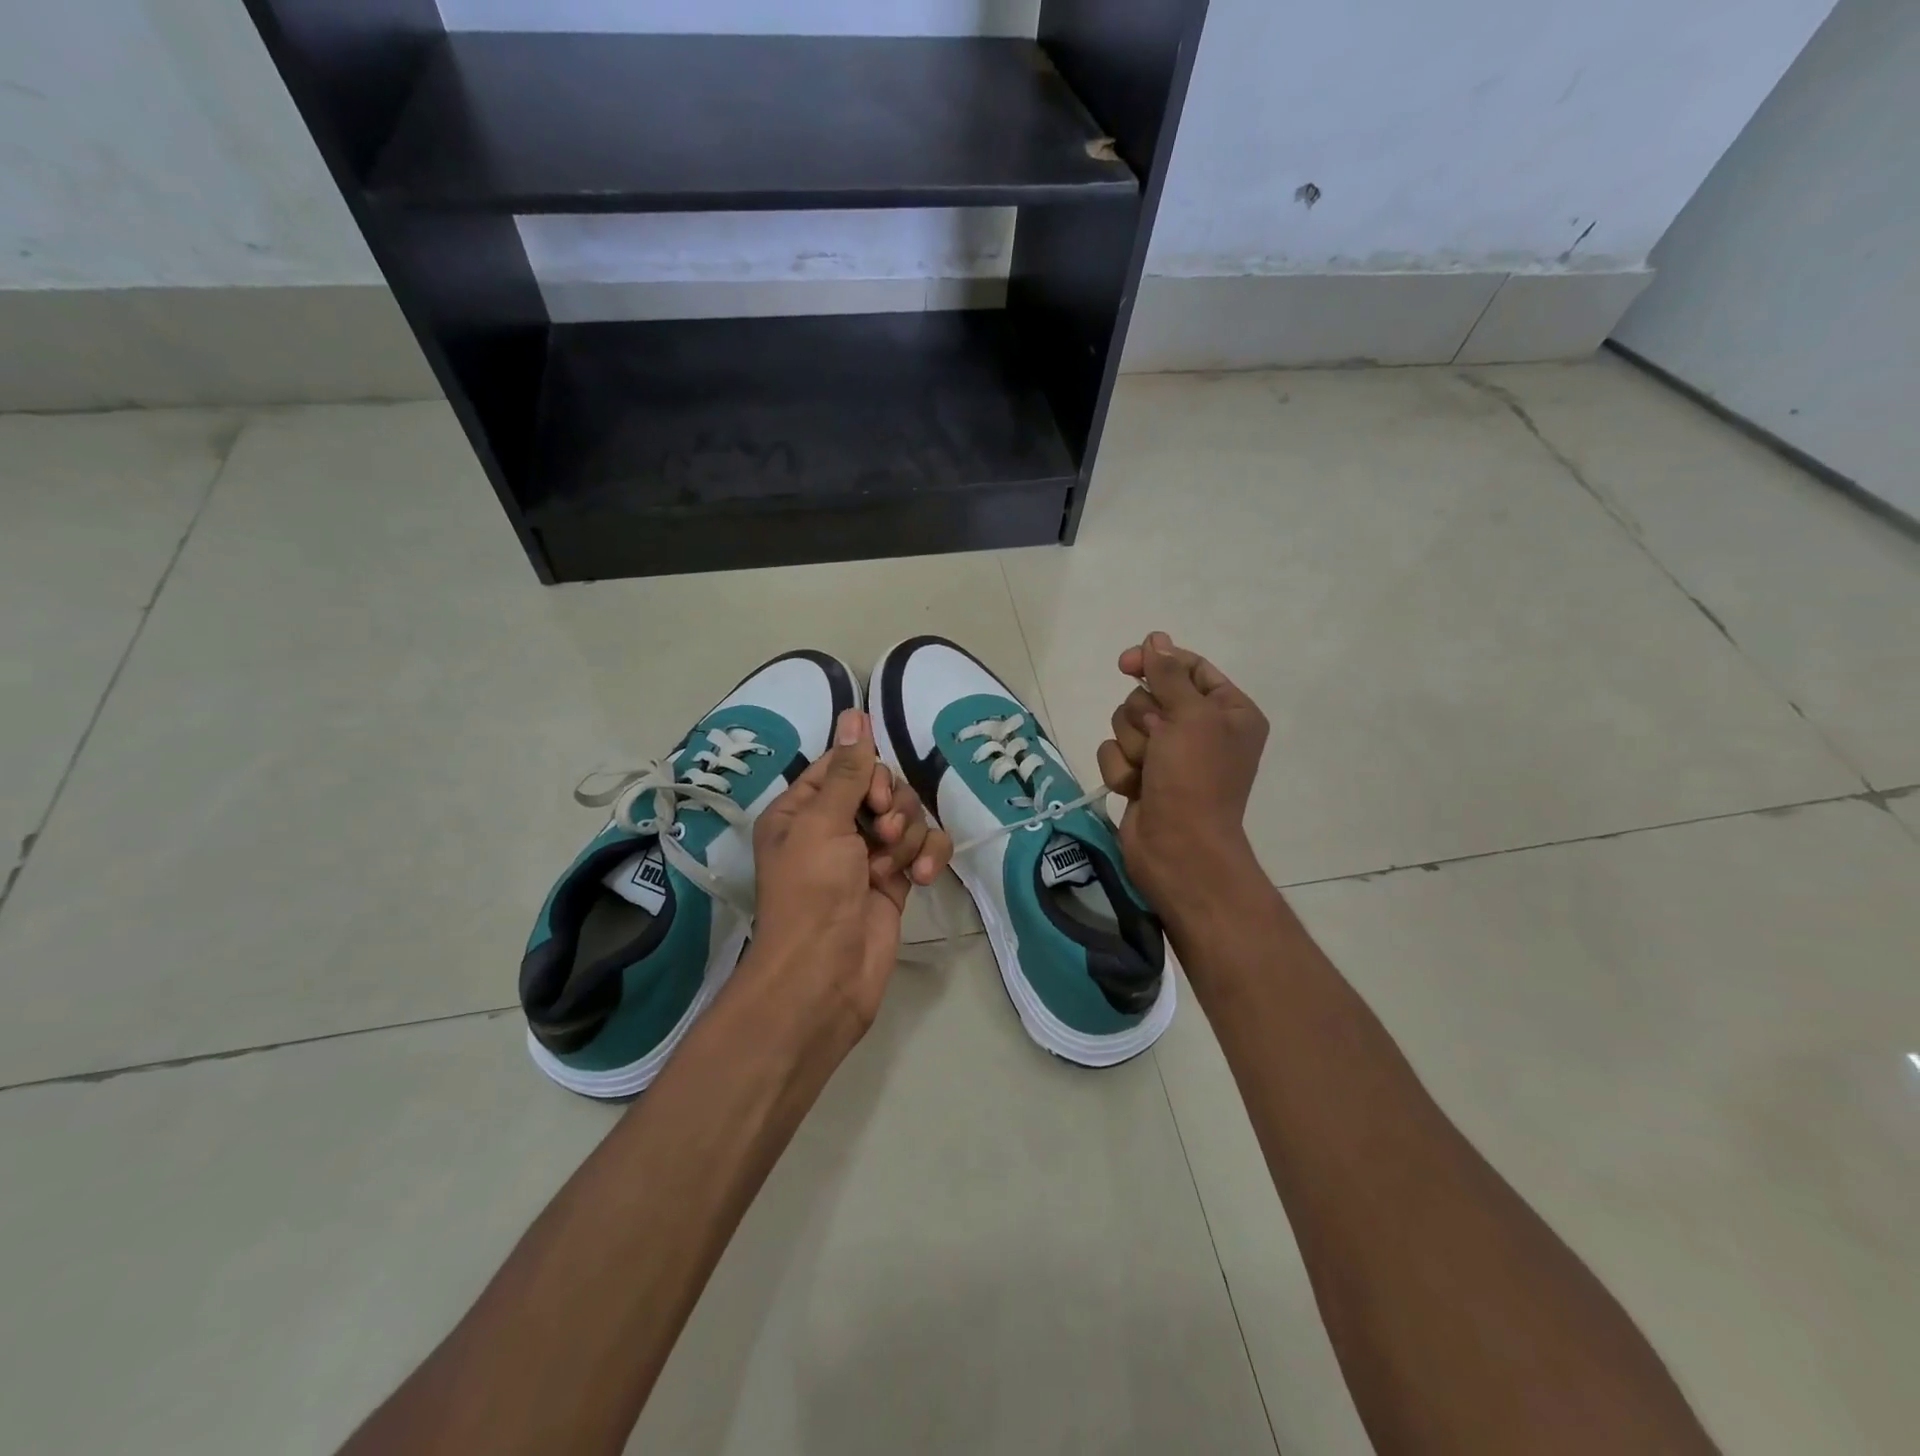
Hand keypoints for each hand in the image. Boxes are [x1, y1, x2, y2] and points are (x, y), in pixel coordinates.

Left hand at [749, 708, 952, 1041]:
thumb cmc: (812, 890)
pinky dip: (928, 856)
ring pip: (909, 816)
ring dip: (909, 837)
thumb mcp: (823, 822)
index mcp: (803, 809)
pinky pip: (924, 847)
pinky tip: (920, 876)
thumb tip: (854, 712)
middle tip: (882, 833)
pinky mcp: (896, 878)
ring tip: (891, 866)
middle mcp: (834, 827)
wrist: (827, 971)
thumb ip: (849, 770)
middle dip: (891, 808)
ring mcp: (868, 854)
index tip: (873, 797)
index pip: (845, 765)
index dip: (867, 773)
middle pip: (882, 788)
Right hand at [1096, 632, 1268, 911]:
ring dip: (1132, 746)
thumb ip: (1169, 674)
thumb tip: (1156, 638)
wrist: (1178, 849)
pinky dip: (1121, 769)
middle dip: (1144, 718)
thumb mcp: (1189, 716)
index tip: (1126, 663)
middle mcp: (1201, 730)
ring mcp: (1169, 755)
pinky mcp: (1143, 776)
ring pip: (1127, 724)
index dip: (1157, 663)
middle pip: (1150, 696)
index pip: (1189, 669)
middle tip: (1157, 740)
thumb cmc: (1195, 778)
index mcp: (1228, 711)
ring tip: (1147, 770)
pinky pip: (1115, 753)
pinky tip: (1135, 789)